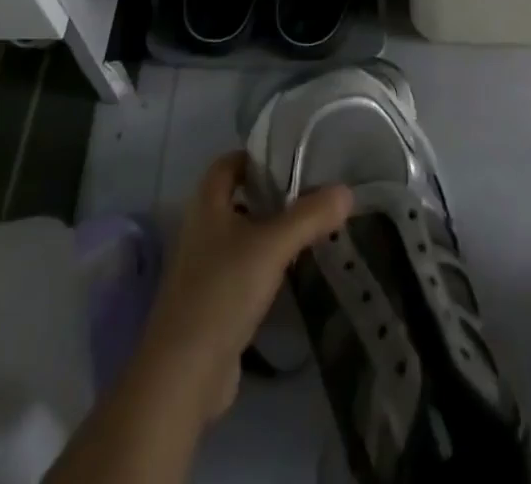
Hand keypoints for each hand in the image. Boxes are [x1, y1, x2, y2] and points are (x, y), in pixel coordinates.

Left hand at [132, 153, 351, 423]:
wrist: (184, 373)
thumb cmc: (223, 291)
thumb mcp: (273, 246)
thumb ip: (309, 216)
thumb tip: (346, 190)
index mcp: (206, 205)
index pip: (228, 163)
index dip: (256, 156)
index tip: (291, 158)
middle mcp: (200, 230)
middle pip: (235, 198)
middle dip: (268, 194)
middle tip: (308, 192)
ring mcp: (202, 269)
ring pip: (239, 236)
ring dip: (267, 231)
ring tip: (306, 229)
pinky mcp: (210, 304)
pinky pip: (239, 270)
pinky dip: (262, 266)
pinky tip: (288, 274)